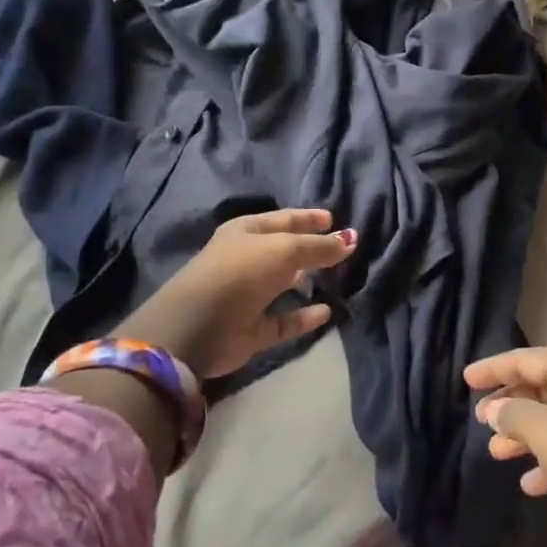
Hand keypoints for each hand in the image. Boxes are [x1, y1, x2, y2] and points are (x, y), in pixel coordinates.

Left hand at [118, 209, 355, 377]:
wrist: (196, 328)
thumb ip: (319, 246)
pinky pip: (283, 320)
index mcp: (246, 232)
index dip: (309, 218)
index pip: (285, 219)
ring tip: (335, 278)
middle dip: (310, 248)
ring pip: (283, 284)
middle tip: (340, 248)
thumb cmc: (240, 273)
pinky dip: (303, 316)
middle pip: (284, 250)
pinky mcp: (251, 328)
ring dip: (305, 280)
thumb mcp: (285, 250)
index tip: (333, 218)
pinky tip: (326, 312)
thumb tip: (351, 239)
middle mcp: (246, 260)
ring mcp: (247, 295)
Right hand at [466, 347, 546, 546]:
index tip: (466, 379)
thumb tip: (496, 408)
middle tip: (480, 419)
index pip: (527, 359)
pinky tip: (528, 483)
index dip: (494, 368)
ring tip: (495, 451)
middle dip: (509, 404)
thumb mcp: (546, 430)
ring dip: (523, 435)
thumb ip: (514, 414)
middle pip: (540, 387)